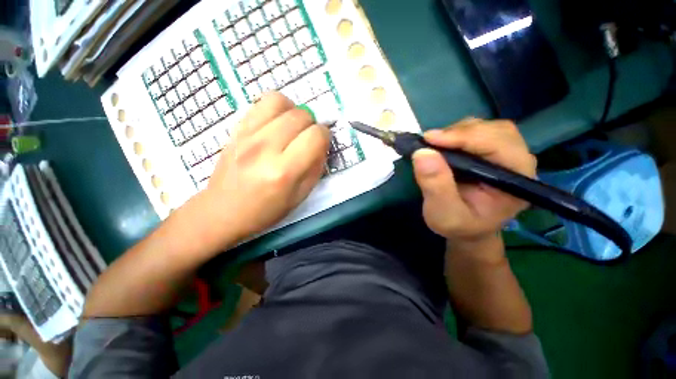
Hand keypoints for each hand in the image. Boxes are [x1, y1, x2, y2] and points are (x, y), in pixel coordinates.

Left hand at [200, 93, 330, 245]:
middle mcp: (265, 148)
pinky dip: (275, 108)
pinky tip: (276, 124)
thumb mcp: (301, 195)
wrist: (223, 211)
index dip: (325, 137)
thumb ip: (315, 167)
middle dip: (312, 125)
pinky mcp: (235, 129)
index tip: (321, 145)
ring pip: (280, 101)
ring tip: (292, 127)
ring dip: (294, 111)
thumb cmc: (267, 210)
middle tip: (307, 139)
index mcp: (284, 172)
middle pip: (301, 116)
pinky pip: (260, 103)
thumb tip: (321, 144)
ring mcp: (247, 135)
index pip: (316, 136)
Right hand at [412, 118, 536, 244]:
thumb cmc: (458, 225)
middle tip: (430, 142)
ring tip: (435, 144)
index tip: (430, 139)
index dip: (465, 137)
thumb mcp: (443, 214)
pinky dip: (457, 134)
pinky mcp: (494, 153)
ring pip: (487, 128)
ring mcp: (507, 155)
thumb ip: (436, 186)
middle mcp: (518, 163)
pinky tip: (444, 145)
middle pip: (496, 131)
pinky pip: (479, 133)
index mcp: (516, 181)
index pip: (499, 145)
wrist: (467, 229)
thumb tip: (423, 153)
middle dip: (460, 133)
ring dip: (458, 132)